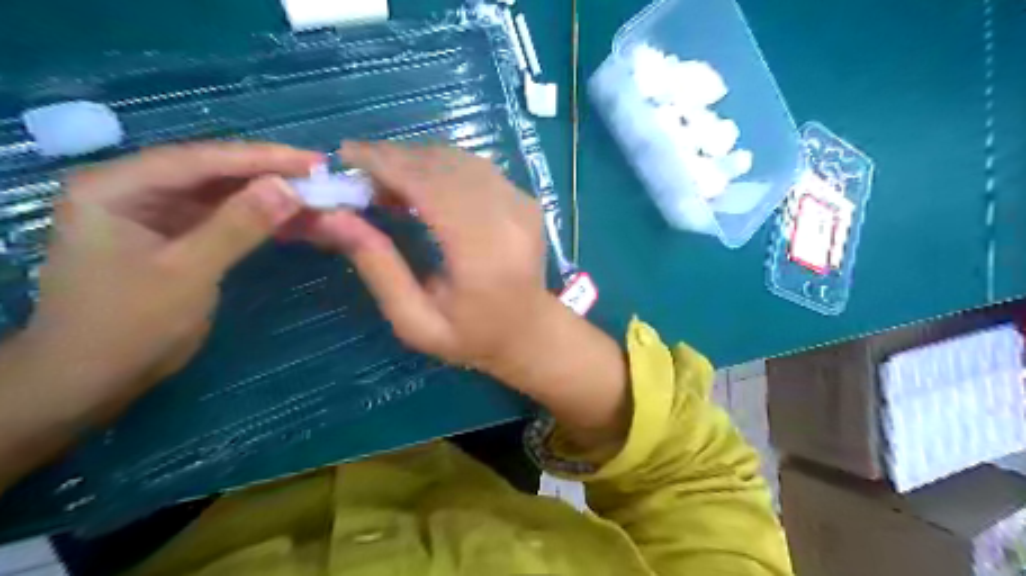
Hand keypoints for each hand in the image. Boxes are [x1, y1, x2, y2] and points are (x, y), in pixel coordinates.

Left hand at [22, 142, 319, 412]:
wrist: (96, 377)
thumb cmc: (130, 324)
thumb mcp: (189, 271)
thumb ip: (239, 225)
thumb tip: (290, 188)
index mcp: (116, 187)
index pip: (200, 160)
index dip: (261, 158)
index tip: (314, 162)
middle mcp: (134, 189)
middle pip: (213, 172)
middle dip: (269, 175)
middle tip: (321, 177)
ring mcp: (155, 213)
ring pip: (223, 194)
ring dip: (269, 197)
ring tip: (316, 198)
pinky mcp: (175, 236)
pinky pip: (224, 218)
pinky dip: (259, 220)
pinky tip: (293, 221)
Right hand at [280, 140, 551, 372]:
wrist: (530, 332)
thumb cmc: (472, 336)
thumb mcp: (415, 321)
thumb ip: (379, 268)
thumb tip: (333, 217)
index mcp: (482, 253)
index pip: (430, 186)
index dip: (386, 164)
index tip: (345, 156)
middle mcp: (508, 218)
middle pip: (444, 165)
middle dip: (395, 158)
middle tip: (358, 171)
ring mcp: (522, 204)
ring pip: (459, 159)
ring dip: (417, 159)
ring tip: (385, 181)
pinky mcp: (525, 199)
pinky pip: (476, 168)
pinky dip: (441, 166)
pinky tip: (420, 184)